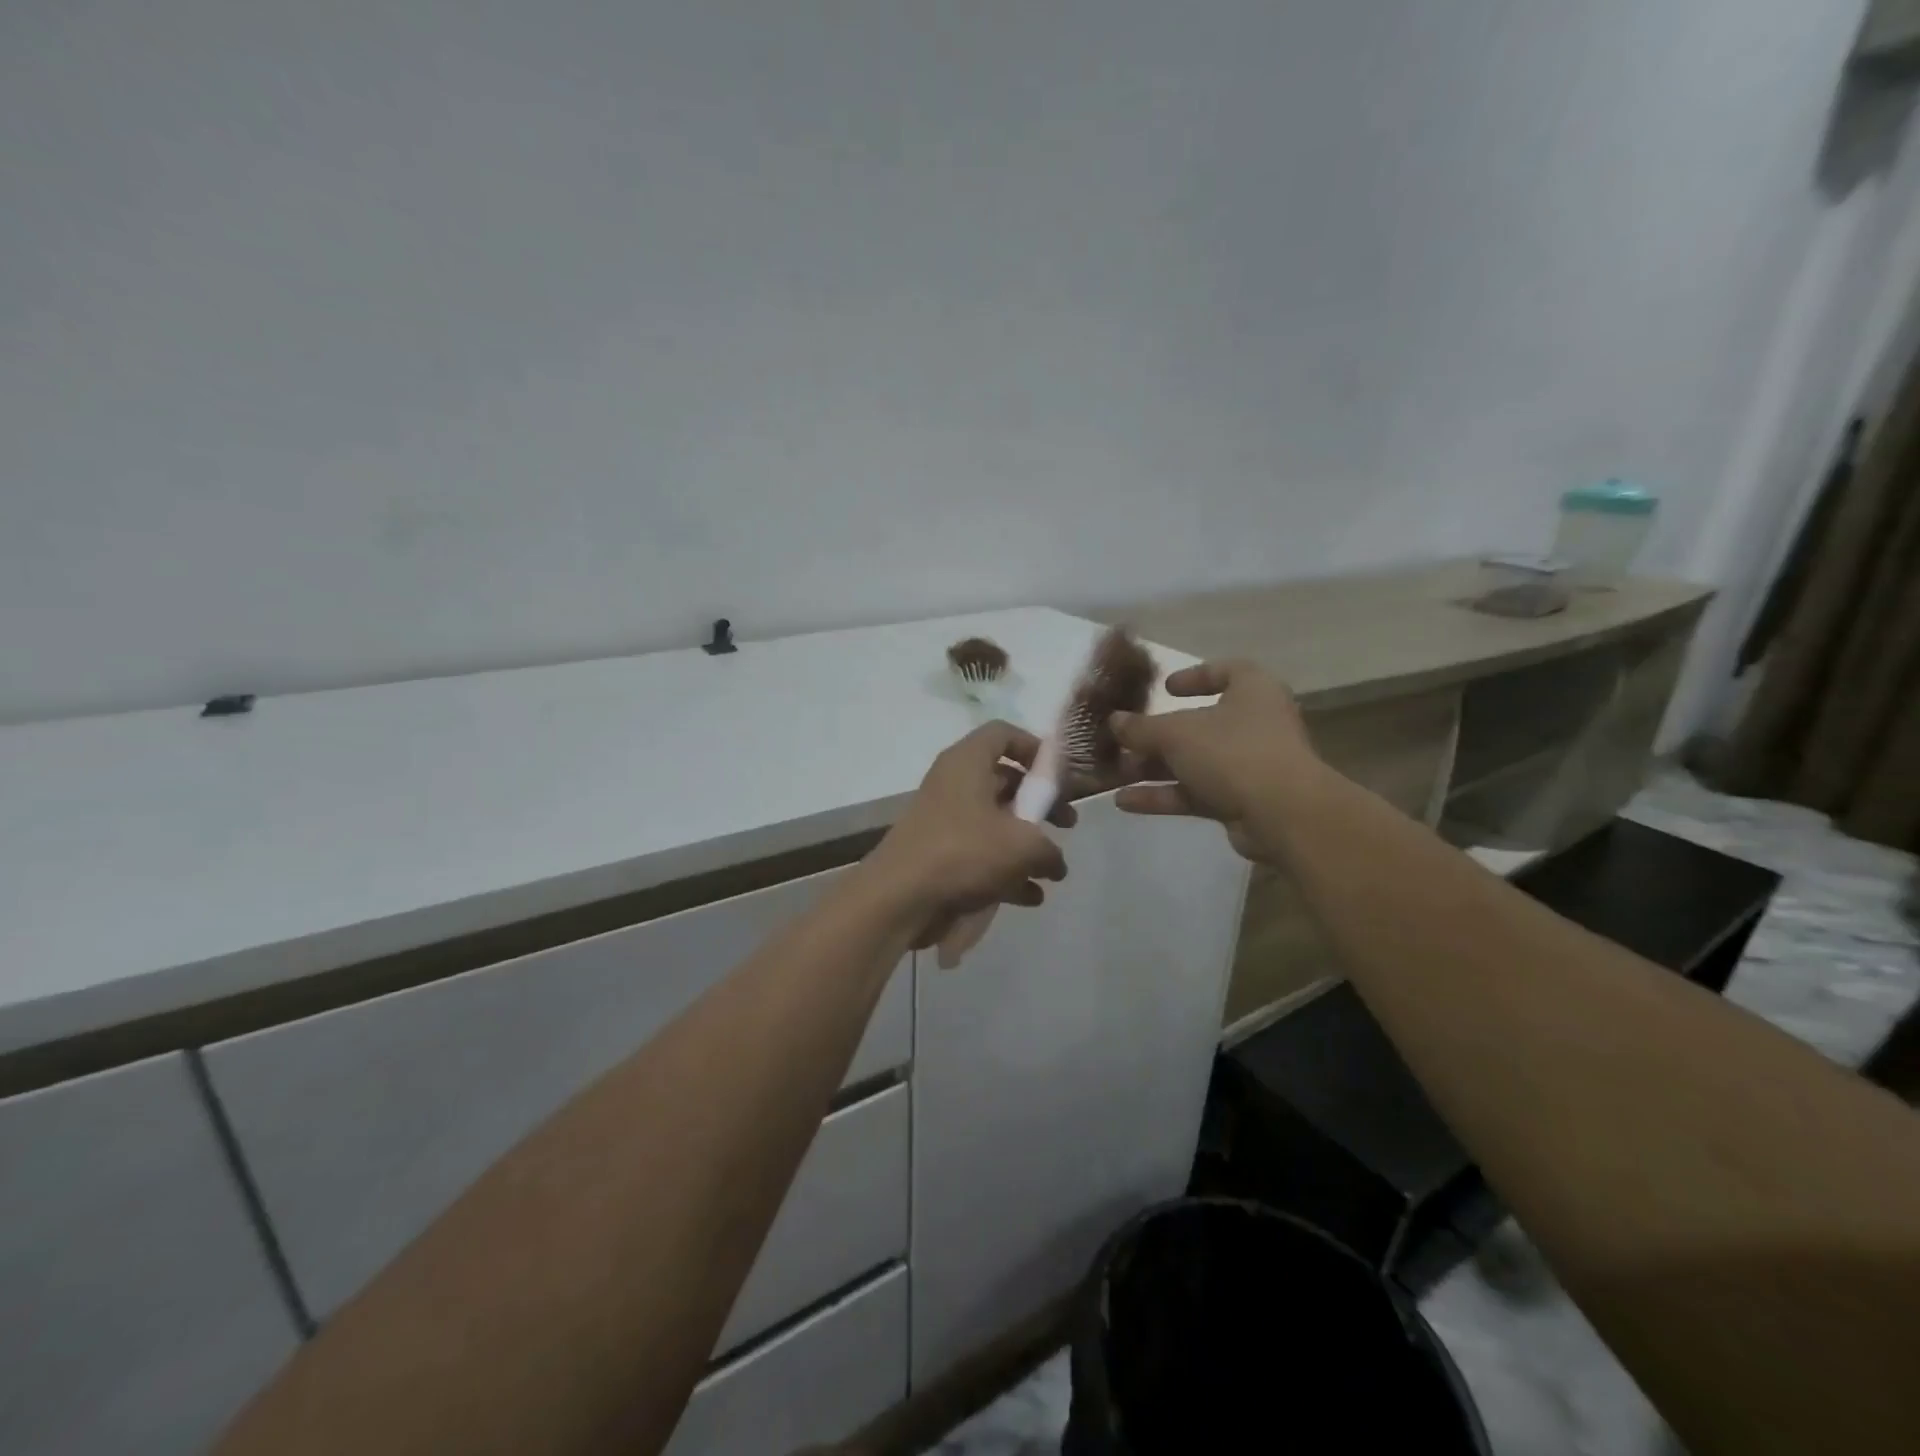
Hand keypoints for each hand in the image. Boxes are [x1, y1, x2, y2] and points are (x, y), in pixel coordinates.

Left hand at [866, 721, 1074, 948]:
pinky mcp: (938, 853)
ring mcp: (944, 819)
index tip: (1060, 776)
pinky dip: (1005, 870)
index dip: (1035, 748)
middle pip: (1004, 781)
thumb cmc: (963, 853)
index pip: (1004, 734)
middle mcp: (953, 783)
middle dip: (1040, 805)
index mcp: (968, 762)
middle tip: (1066, 824)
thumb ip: (1049, 849)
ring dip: (1026, 844)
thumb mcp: (1022, 847)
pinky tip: (1029, 897)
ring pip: (995, 821)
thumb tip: (1055, 862)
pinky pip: (980, 854)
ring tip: (1052, 871)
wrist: (898, 897)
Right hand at [1111, 660, 1319, 864]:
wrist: (1281, 814)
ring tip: (1114, 775)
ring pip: (1193, 762)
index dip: (1194, 676)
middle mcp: (1254, 723)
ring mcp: (1249, 764)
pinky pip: (1196, 792)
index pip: (1226, 672)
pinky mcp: (1241, 800)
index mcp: (1252, 690)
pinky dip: (1164, 795)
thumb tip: (1114, 721)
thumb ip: (1141, 727)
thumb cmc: (1232, 752)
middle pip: (1199, 724)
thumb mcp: (1177, 733)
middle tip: (1123, 740)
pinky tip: (1125, 802)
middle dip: (1157, 735)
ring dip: (1154, 769)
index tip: (1165, 688)